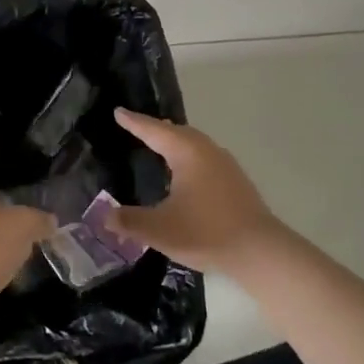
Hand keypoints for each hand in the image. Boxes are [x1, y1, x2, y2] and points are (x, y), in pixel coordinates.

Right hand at [104, 109, 289, 273]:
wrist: (260, 251)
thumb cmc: (206, 233)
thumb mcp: (159, 230)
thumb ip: (129, 221)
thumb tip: (104, 215)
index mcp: (186, 152)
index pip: (153, 131)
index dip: (134, 122)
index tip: (118, 112)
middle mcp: (206, 150)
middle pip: (176, 132)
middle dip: (155, 129)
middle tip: (136, 126)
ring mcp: (225, 164)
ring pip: (193, 144)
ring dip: (174, 142)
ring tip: (159, 145)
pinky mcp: (236, 180)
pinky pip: (204, 157)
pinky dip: (188, 156)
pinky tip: (185, 173)